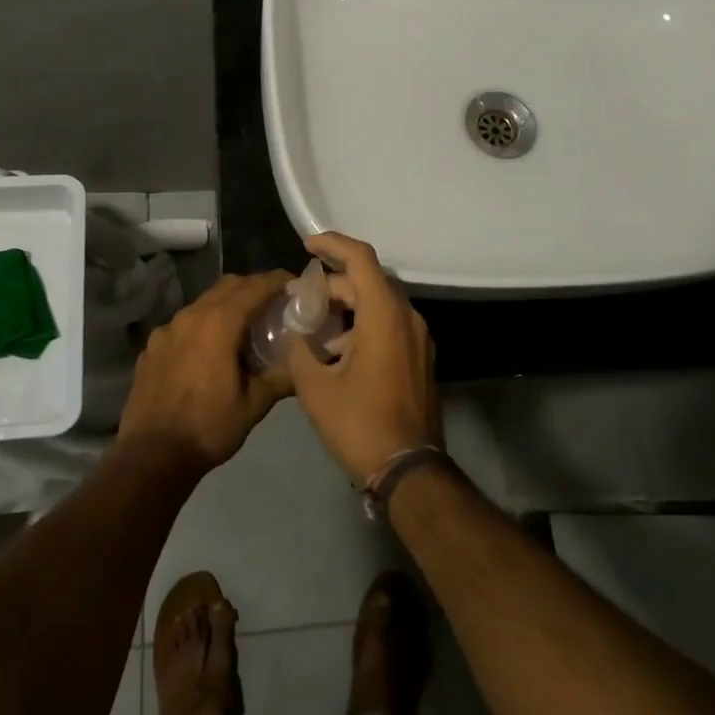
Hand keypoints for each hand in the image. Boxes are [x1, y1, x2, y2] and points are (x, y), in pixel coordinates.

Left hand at [120, 271, 295, 472]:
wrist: (151, 456)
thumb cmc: (208, 427)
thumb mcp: (254, 405)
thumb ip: (280, 377)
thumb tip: (303, 365)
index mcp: (219, 323)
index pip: (255, 287)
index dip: (277, 281)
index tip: (294, 283)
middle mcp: (191, 316)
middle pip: (228, 286)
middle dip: (253, 287)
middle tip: (273, 302)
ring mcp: (167, 330)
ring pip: (203, 302)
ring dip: (226, 304)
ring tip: (243, 326)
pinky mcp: (152, 347)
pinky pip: (183, 323)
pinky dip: (203, 324)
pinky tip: (208, 350)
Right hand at [288, 232, 440, 485]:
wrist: (409, 470)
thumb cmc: (360, 424)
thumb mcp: (315, 388)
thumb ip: (299, 350)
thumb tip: (294, 334)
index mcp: (384, 315)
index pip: (361, 259)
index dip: (333, 244)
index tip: (307, 245)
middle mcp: (407, 318)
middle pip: (368, 282)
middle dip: (333, 285)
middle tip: (301, 301)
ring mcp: (418, 339)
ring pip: (379, 305)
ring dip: (347, 308)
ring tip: (314, 330)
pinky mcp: (420, 359)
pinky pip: (389, 326)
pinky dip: (362, 326)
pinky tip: (336, 353)